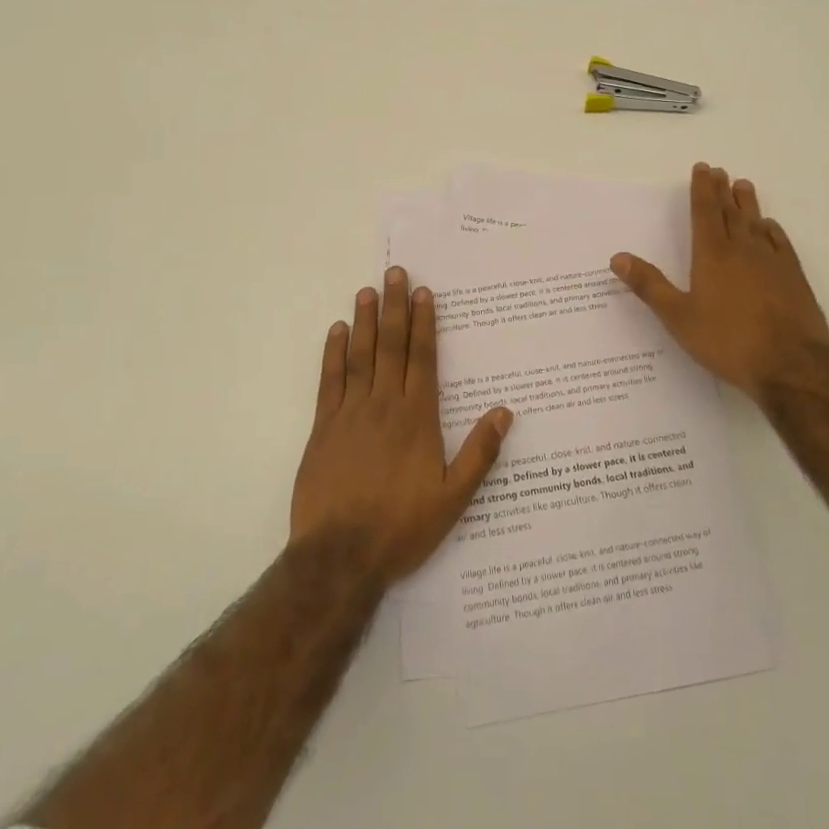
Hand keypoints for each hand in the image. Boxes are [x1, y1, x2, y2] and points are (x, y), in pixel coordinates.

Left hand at [290, 266, 513, 584]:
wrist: (340, 556)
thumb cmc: (401, 527)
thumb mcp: (453, 499)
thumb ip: (479, 453)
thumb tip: (505, 412)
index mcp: (417, 418)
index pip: (422, 358)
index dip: (423, 322)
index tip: (422, 291)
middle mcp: (384, 405)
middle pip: (392, 346)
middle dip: (395, 307)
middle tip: (394, 272)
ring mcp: (350, 414)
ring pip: (361, 356)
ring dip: (365, 321)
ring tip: (367, 290)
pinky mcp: (323, 428)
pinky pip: (330, 381)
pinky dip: (333, 354)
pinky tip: (337, 332)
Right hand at [612, 163, 828, 401]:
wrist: (790, 366)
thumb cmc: (727, 341)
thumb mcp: (678, 317)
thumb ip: (649, 286)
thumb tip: (617, 257)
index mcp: (712, 255)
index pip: (705, 213)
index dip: (702, 189)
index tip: (703, 168)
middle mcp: (743, 250)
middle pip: (731, 213)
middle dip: (722, 191)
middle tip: (720, 171)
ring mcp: (772, 262)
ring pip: (757, 223)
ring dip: (748, 204)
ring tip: (744, 185)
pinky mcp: (794, 278)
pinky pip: (781, 244)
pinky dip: (773, 231)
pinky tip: (770, 227)